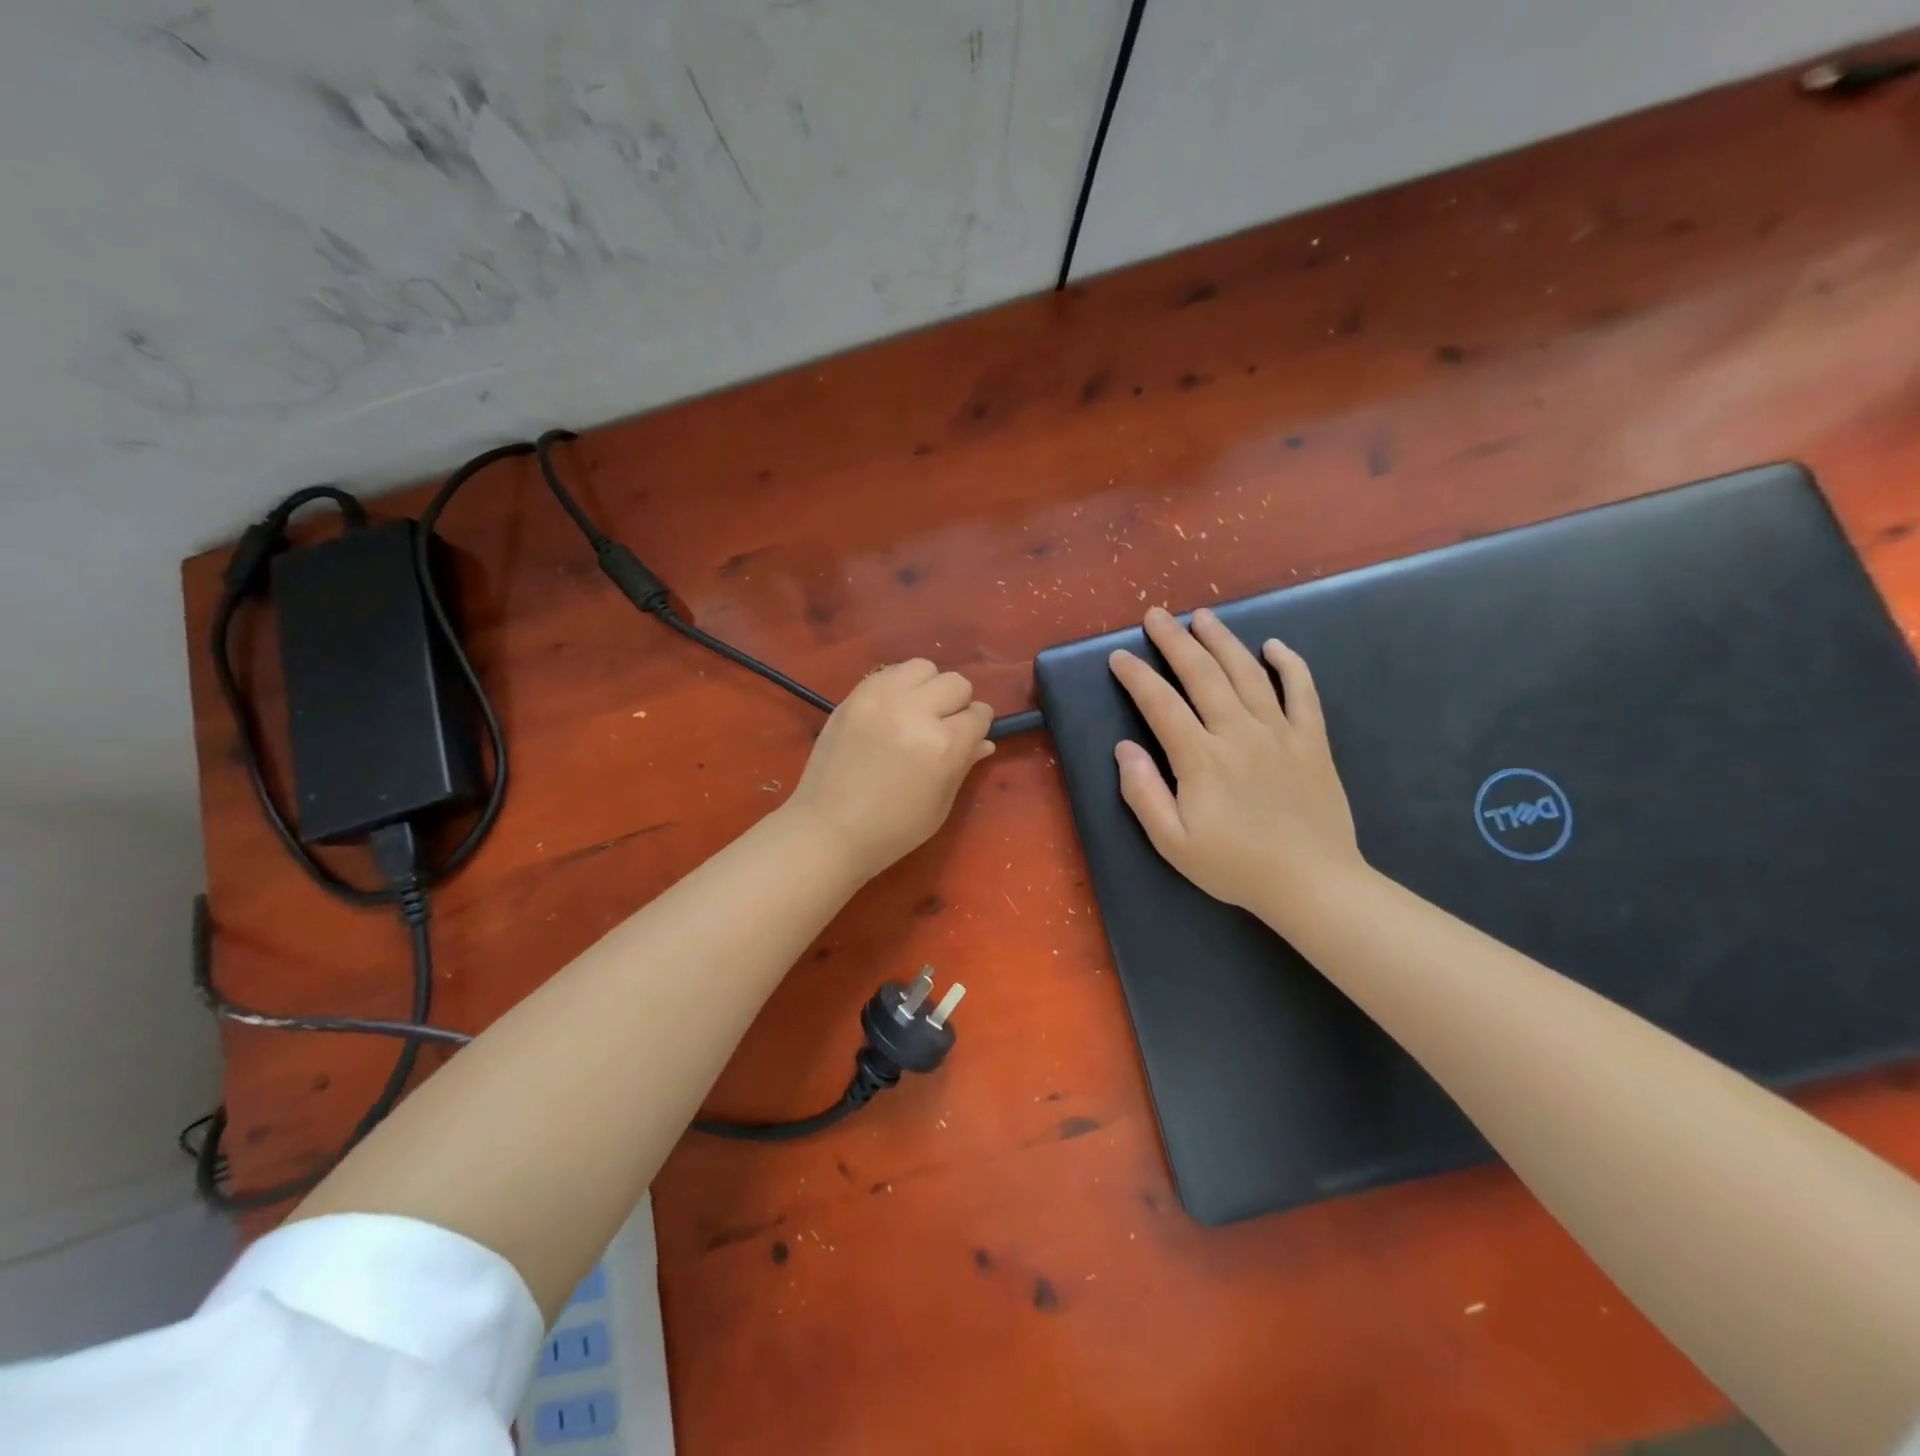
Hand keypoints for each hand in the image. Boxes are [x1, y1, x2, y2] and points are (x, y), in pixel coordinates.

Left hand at [783, 659, 994, 879]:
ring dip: (928, 687)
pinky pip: (889, 672)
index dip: (977, 728)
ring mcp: (880, 699)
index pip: (979, 714)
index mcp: (943, 746)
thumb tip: (983, 742)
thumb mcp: (940, 804)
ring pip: (923, 667)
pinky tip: (891, 710)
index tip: (967, 739)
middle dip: (957, 704)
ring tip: (916, 712)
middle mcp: (915, 712)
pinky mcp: (854, 696)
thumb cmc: (893, 829)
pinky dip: (898, 686)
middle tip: (941, 727)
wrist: (829, 829)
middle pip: (956, 683)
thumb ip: (963, 764)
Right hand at [1108, 607, 1361, 919]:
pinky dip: (1289, 664)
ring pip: (1247, 673)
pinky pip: (1303, 691)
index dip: (1137, 677)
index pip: (1161, 704)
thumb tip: (1123, 749)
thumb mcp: (1173, 843)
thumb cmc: (1235, 866)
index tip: (1120, 657)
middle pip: (1202, 674)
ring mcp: (1280, 733)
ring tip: (1203, 616)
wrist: (1312, 883)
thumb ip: (1144, 793)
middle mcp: (1239, 734)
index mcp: (1201, 759)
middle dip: (1175, 641)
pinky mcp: (1312, 740)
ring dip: (1222, 640)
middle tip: (1156, 615)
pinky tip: (1274, 646)